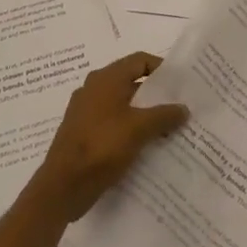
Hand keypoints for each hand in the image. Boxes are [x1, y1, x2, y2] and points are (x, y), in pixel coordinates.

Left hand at [26, 52, 189, 223]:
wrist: (63, 186)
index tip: (182, 84)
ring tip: (169, 129)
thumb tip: (184, 108)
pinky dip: (131, 130)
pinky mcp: (84, 134)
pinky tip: (147, 147)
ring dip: (145, 115)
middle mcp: (94, 89)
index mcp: (106, 79)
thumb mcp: (139, 128)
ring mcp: (87, 112)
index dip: (162, 68)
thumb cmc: (101, 147)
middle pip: (132, 82)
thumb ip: (164, 115)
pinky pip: (114, 124)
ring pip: (123, 106)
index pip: (139, 61)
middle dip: (156, 95)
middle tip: (180, 107)